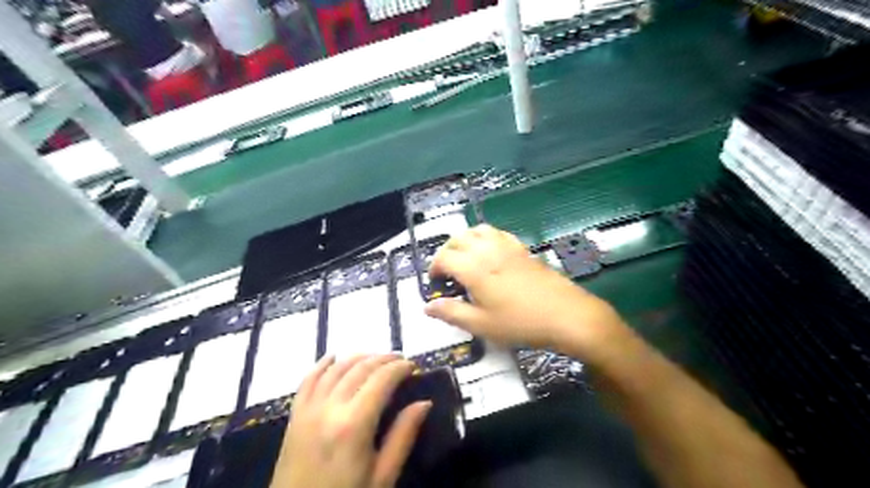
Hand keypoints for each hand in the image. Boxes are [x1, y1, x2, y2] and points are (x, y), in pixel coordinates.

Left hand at [271, 355, 431, 486]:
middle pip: (360, 368)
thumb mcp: (382, 477)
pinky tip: (334, 356)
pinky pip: (308, 380)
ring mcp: (309, 409)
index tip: (413, 366)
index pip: (382, 380)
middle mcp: (330, 408)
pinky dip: (322, 364)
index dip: (400, 368)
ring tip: (376, 357)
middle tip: (400, 360)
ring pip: (336, 368)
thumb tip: (424, 403)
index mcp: (354, 424)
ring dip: (358, 357)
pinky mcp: (295, 415)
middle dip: (383, 359)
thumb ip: (403, 436)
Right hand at [423, 225, 621, 354]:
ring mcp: (506, 246)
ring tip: (464, 258)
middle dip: (446, 251)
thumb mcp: (481, 325)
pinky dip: (485, 237)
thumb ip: (451, 313)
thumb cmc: (520, 323)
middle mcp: (487, 250)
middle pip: (458, 239)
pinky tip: (490, 253)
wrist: (565, 314)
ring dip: (464, 240)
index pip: (444, 257)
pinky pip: (497, 233)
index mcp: (474, 268)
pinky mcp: (521, 248)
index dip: (434, 268)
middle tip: (446, 271)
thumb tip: (428, 307)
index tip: (435, 283)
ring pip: (477, 230)